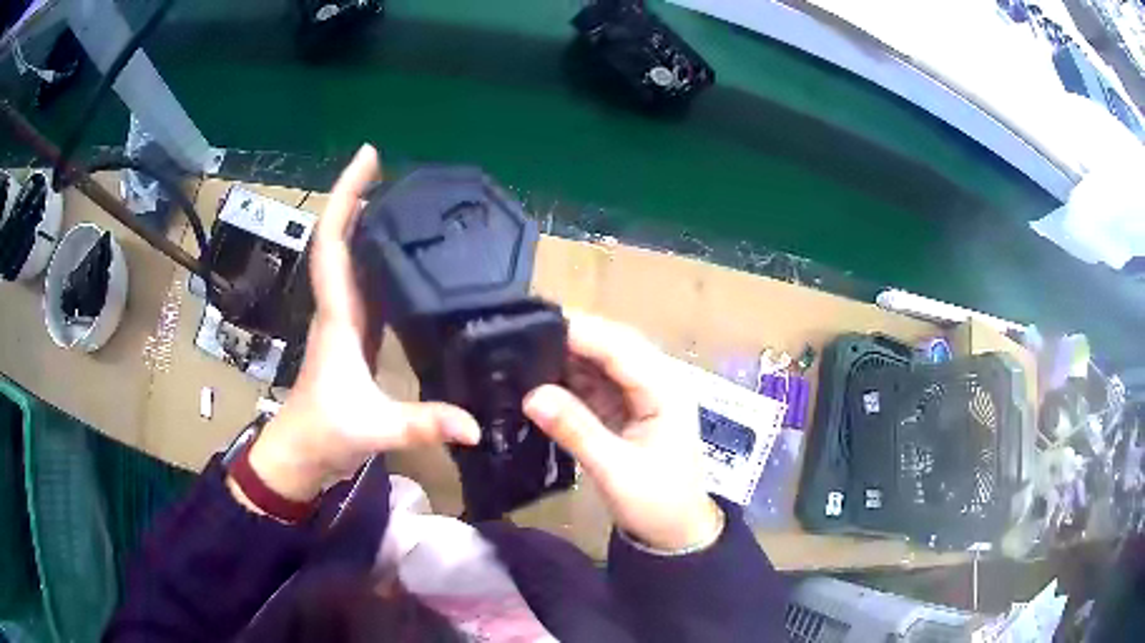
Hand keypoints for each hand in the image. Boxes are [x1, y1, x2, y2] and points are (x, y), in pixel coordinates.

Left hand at [237, 145, 479, 504]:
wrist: (300, 455)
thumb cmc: (324, 434)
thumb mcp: (374, 428)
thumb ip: (424, 424)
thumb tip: (477, 425)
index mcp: (337, 315)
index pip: (334, 242)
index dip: (347, 196)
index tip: (369, 158)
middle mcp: (337, 307)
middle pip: (341, 238)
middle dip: (360, 196)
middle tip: (393, 168)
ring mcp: (345, 320)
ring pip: (351, 258)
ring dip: (368, 223)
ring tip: (404, 199)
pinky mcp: (354, 335)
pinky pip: (365, 283)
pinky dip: (378, 258)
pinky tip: (404, 255)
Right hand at [523, 314, 720, 551]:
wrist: (675, 533)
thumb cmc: (656, 503)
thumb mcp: (615, 470)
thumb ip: (575, 430)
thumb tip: (531, 394)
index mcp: (665, 389)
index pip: (620, 347)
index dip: (580, 332)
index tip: (535, 323)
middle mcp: (655, 381)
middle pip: (611, 345)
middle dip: (571, 336)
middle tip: (521, 330)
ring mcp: (640, 394)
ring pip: (600, 362)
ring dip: (566, 356)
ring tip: (521, 349)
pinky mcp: (624, 409)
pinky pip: (594, 383)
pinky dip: (568, 378)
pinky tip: (539, 376)